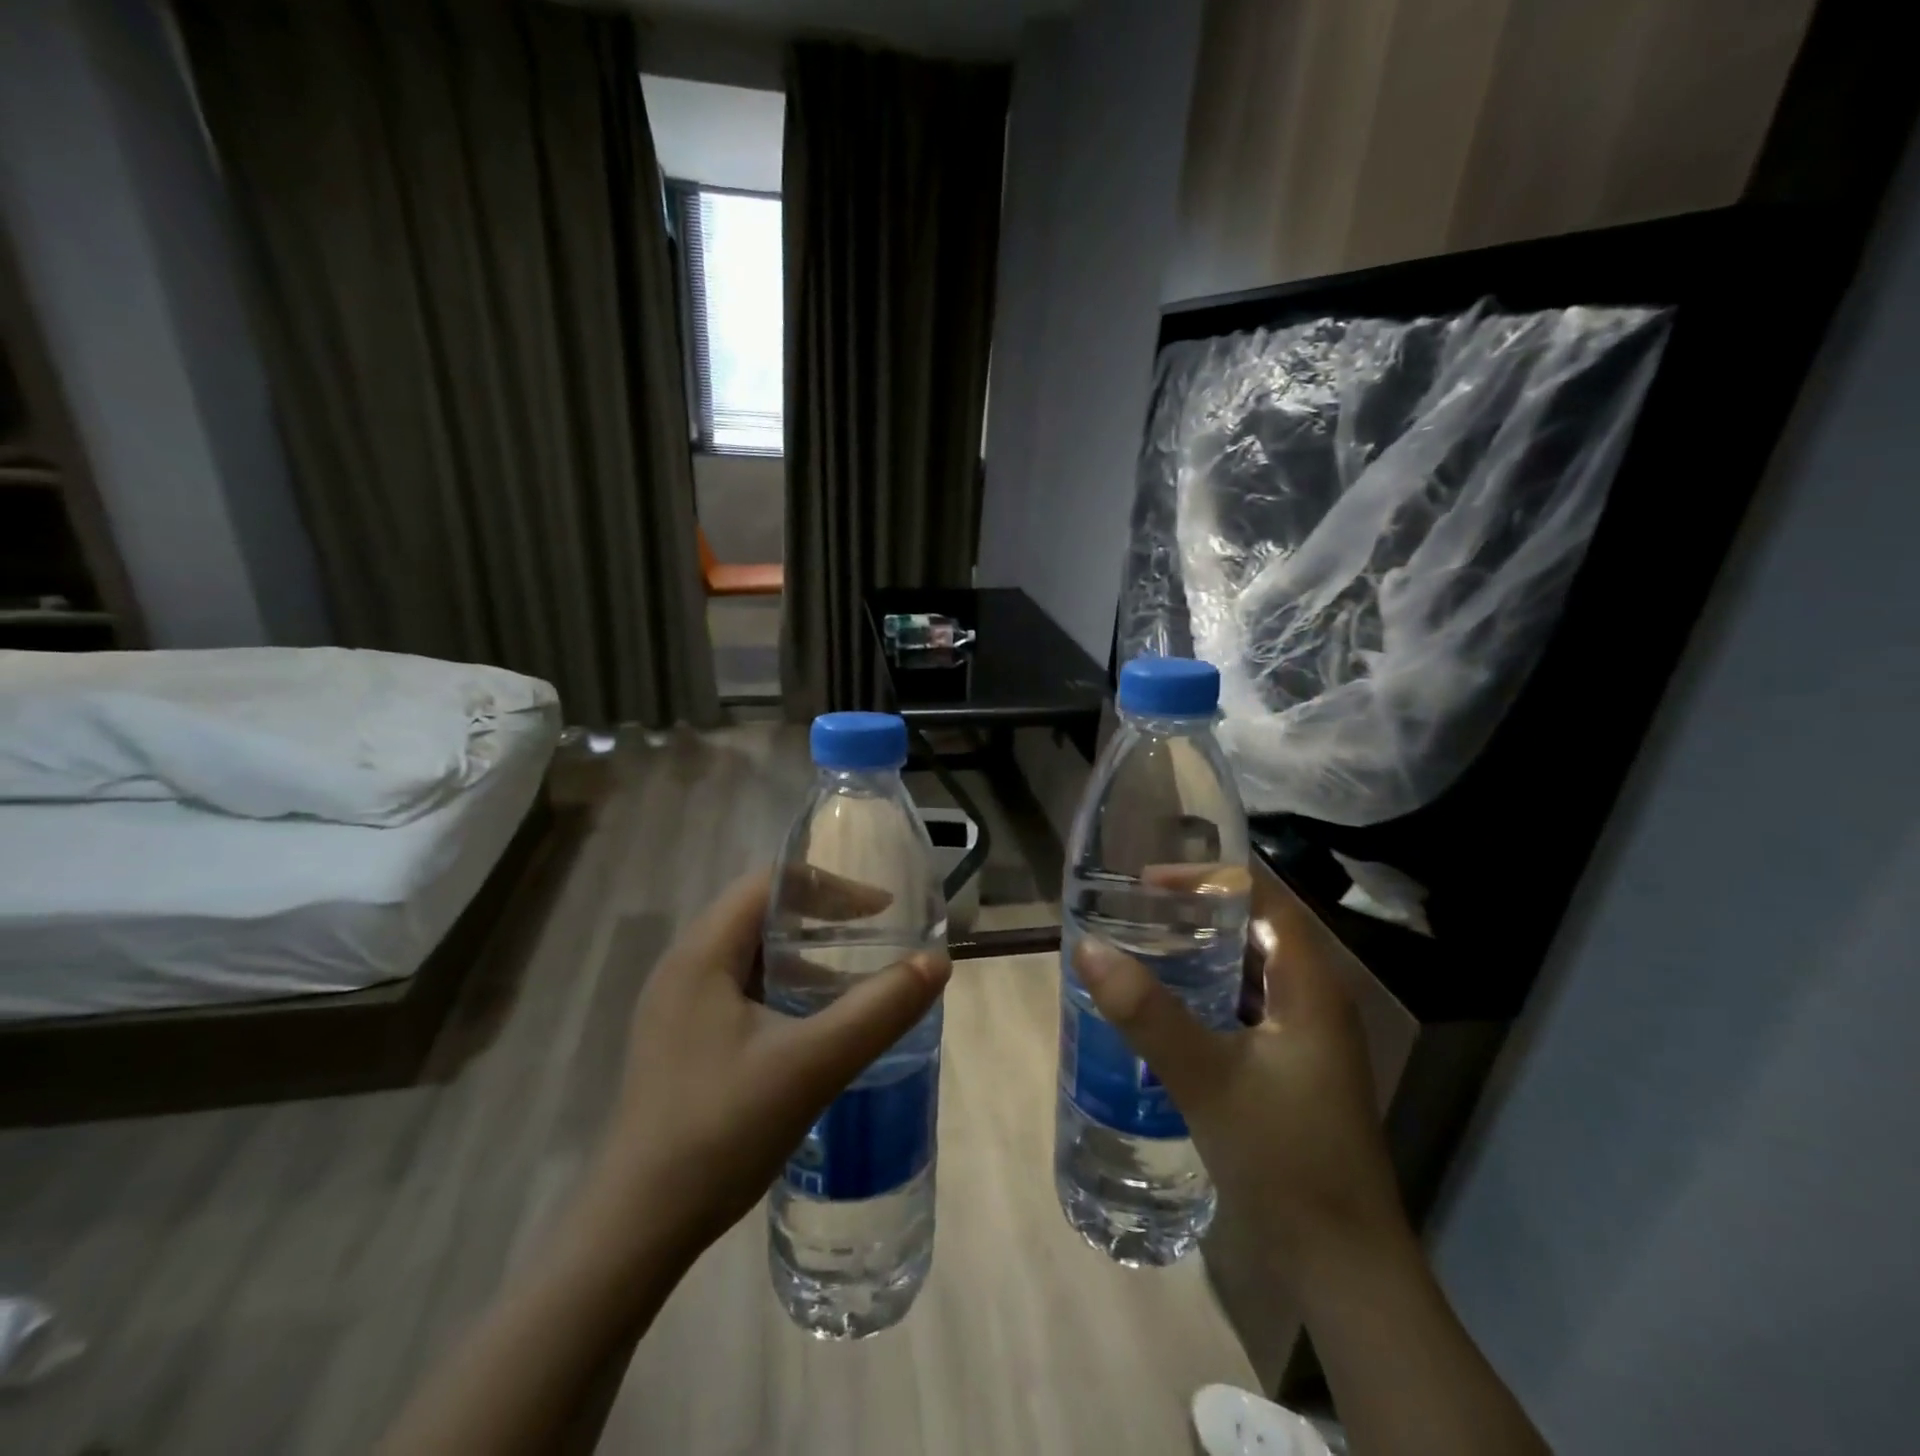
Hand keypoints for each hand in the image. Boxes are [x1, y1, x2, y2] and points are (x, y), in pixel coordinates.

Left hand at [577, 868, 950, 1271]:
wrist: (637, 1229)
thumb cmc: (722, 1130)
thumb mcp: (814, 1064)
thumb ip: (880, 1009)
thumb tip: (937, 962)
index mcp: (701, 954)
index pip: (770, 884)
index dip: (830, 887)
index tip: (882, 909)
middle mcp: (683, 968)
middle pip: (759, 914)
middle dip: (821, 918)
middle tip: (874, 936)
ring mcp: (676, 1008)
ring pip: (750, 956)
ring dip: (803, 957)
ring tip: (852, 979)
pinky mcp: (680, 1043)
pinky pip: (740, 992)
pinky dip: (783, 990)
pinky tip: (811, 1028)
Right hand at [1074, 873, 1406, 1291]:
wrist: (1342, 1270)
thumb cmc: (1285, 1161)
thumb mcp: (1208, 1079)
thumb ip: (1147, 1012)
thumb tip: (1088, 948)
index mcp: (1310, 987)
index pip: (1263, 899)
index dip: (1209, 878)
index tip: (1148, 882)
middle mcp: (1313, 1002)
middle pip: (1253, 932)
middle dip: (1195, 914)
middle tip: (1132, 910)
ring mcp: (1303, 1040)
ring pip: (1246, 974)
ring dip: (1197, 956)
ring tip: (1138, 947)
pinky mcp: (1288, 1072)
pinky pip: (1241, 1011)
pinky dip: (1202, 997)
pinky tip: (1161, 1011)